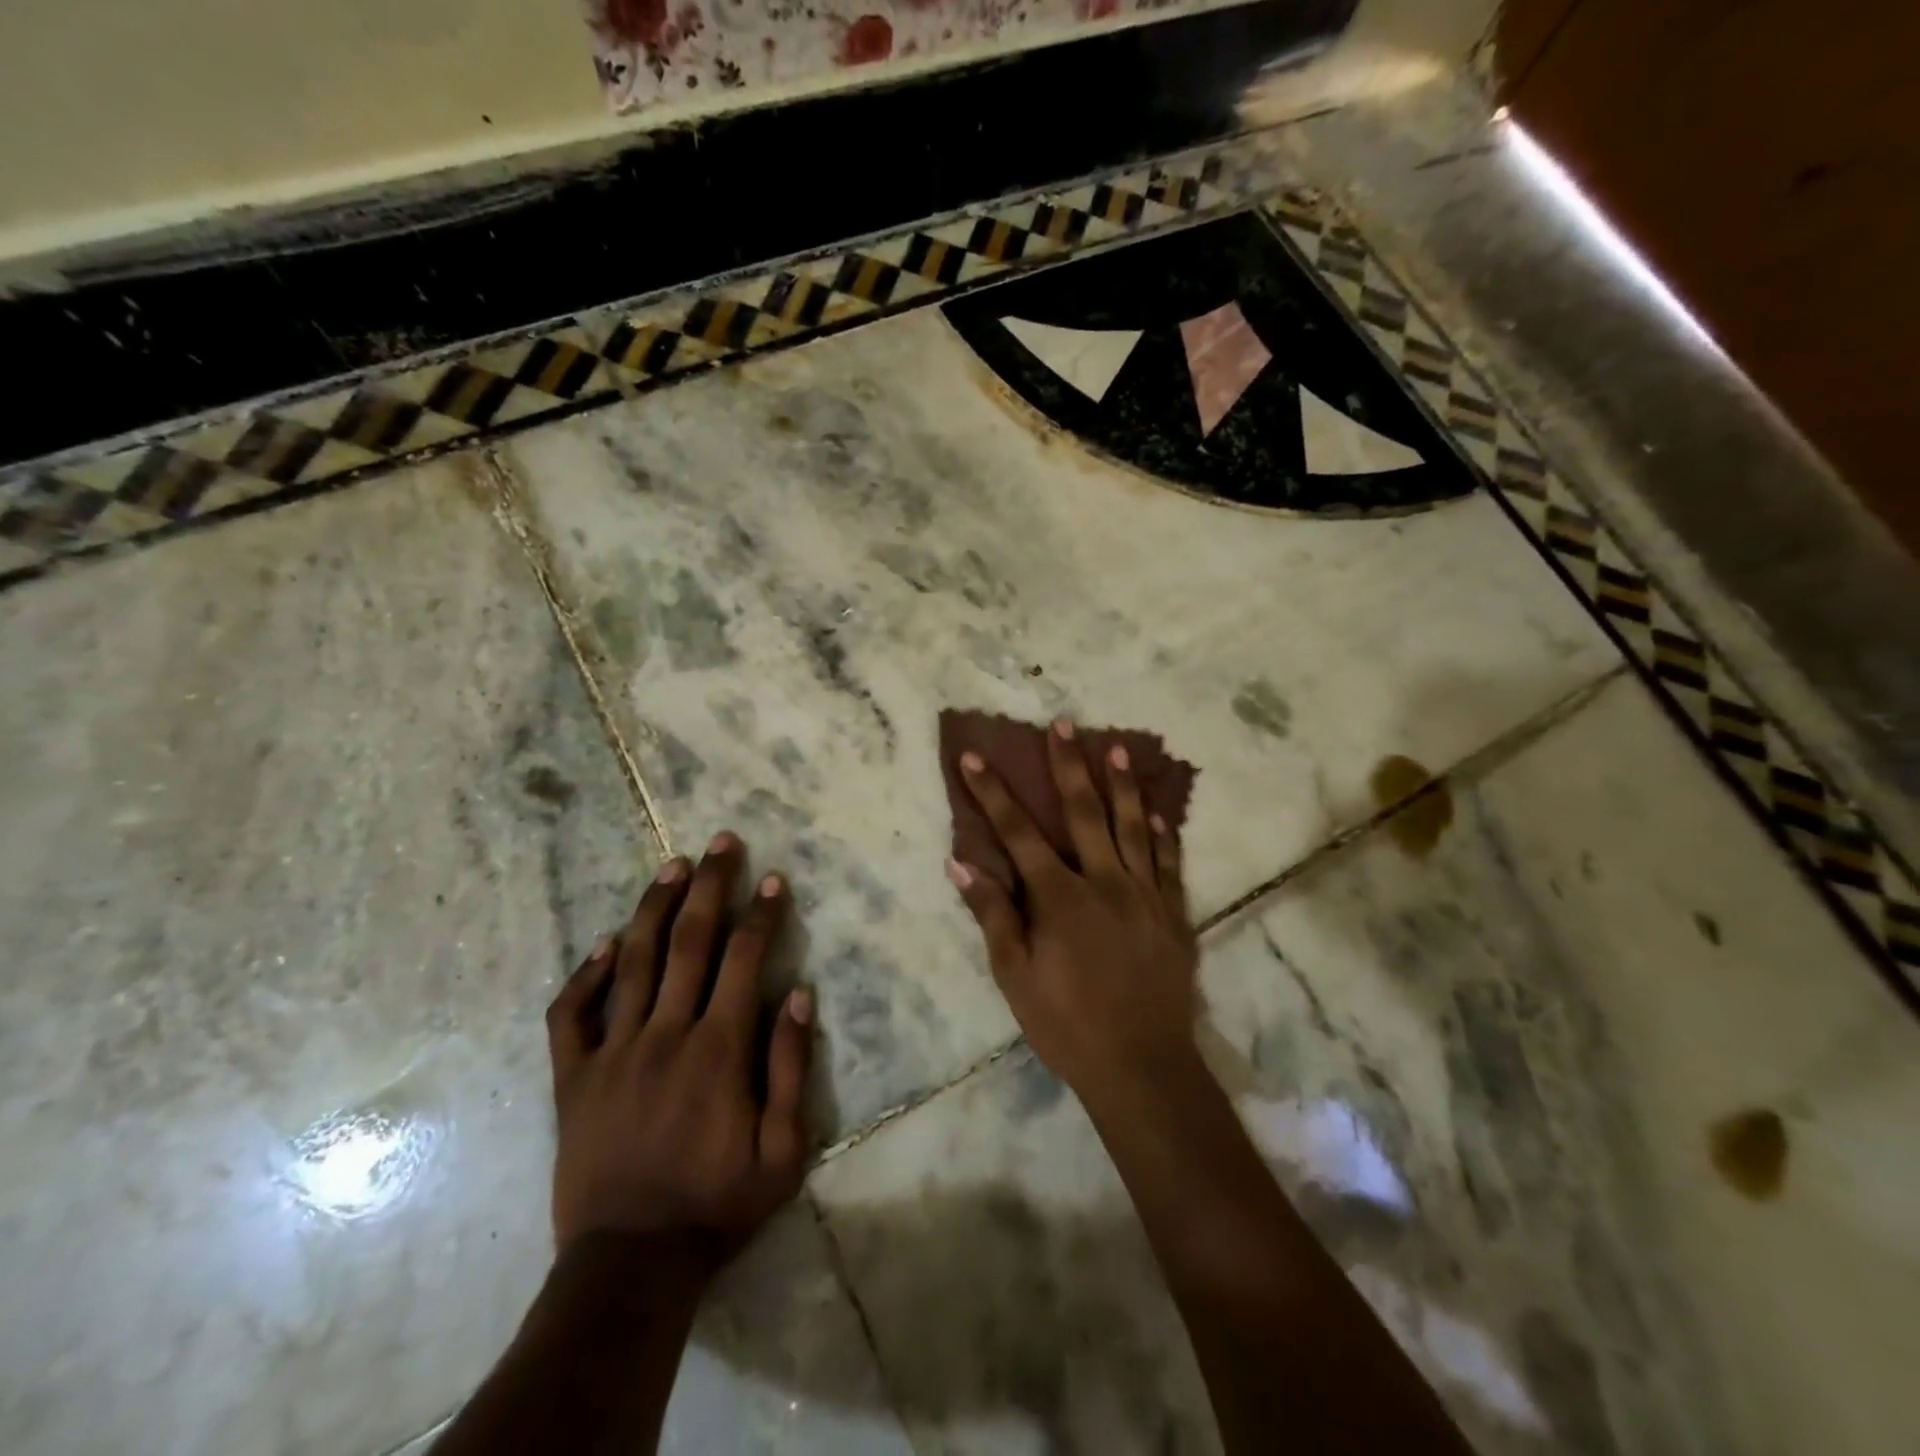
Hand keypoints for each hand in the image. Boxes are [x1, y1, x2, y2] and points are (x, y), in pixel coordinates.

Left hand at [545, 831, 813, 1264]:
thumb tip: (799, 992)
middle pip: (689, 942)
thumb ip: (790, 1066)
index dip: (761, 914)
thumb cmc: (717, 1204)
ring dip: (654, 907)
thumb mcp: (783, 1149)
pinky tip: (603, 944)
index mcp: (718, 1049)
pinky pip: (571, 1014)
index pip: (744, 959)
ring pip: (632, 961)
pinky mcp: (573, 1078)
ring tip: (672, 866)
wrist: (630, 1264)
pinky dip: (585, 974)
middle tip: (722, 842)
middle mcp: (665, 1034)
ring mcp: (613, 1053)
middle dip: (710, 886)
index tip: (772, 879)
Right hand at [947, 719, 1198, 1097]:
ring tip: (1119, 748)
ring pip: (1134, 826)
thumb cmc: (1066, 1023)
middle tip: (1063, 724)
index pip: (1018, 833)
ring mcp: (1145, 894)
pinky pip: (1170, 863)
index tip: (974, 757)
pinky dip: (1164, 833)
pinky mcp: (1174, 914)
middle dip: (1068, 765)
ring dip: (1124, 785)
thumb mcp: (1015, 975)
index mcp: (1060, 896)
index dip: (993, 793)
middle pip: (1085, 812)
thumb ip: (991, 914)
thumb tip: (961, 862)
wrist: (1141, 1065)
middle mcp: (1105, 881)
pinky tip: (1160, 812)